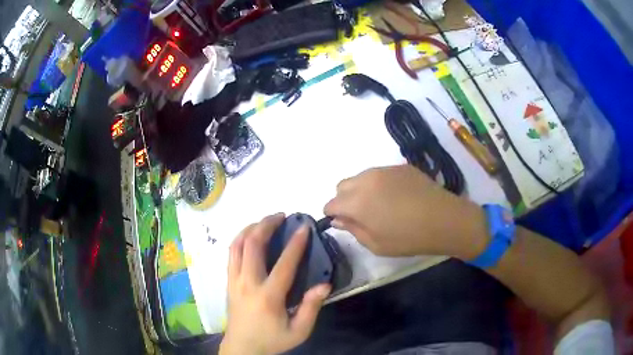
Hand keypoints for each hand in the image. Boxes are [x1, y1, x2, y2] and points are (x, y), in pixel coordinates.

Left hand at [220, 213, 330, 354]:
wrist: (242, 348)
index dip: (296, 244)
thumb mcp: (298, 331)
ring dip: (250, 228)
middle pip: (252, 245)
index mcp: (268, 296)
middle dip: (266, 225)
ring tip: (265, 222)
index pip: (283, 264)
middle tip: (281, 216)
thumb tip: (324, 285)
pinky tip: (250, 237)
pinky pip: (231, 253)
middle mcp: (247, 283)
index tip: (304, 227)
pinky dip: (240, 239)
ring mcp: (234, 280)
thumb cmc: (272, 340)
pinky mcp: (228, 281)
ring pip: (237, 245)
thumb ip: (311, 308)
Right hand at [324, 165, 487, 258]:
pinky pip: (379, 173)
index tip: (344, 223)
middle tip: (361, 215)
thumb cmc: (408, 238)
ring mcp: (383, 170)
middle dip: (344, 200)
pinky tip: (396, 197)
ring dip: (361, 190)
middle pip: (342, 185)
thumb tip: (338, 219)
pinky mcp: (399, 166)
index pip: (331, 203)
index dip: (333, 214)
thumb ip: (353, 229)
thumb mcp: (376, 244)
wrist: (444, 219)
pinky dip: (379, 184)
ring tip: (380, 205)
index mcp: (356, 202)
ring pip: (360, 177)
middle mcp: (366, 180)